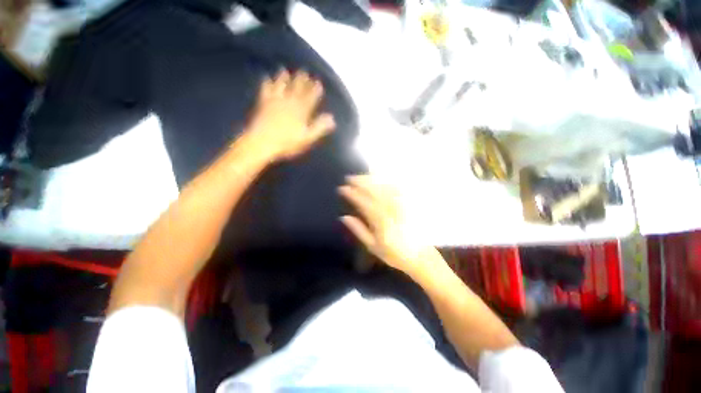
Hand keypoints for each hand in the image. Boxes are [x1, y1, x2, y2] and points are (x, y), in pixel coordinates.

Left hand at [244, 69, 335, 161]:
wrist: (262, 141)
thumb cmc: (287, 142)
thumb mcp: (307, 138)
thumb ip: (319, 127)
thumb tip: (332, 118)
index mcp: (301, 111)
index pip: (310, 98)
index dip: (315, 90)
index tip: (318, 82)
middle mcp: (289, 102)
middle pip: (297, 89)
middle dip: (302, 80)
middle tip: (304, 72)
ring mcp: (275, 101)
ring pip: (281, 86)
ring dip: (284, 78)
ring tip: (285, 70)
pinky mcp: (263, 103)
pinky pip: (265, 89)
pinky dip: (266, 83)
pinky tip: (266, 78)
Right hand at [339, 176, 441, 276]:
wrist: (419, 256)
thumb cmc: (393, 253)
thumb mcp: (372, 245)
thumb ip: (358, 230)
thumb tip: (344, 217)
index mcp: (379, 220)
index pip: (362, 202)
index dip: (352, 194)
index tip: (343, 188)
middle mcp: (390, 209)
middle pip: (373, 190)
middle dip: (360, 182)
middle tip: (350, 178)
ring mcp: (400, 205)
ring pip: (384, 186)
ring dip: (372, 179)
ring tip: (362, 176)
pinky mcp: (408, 203)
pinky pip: (397, 188)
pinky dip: (387, 181)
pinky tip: (380, 179)